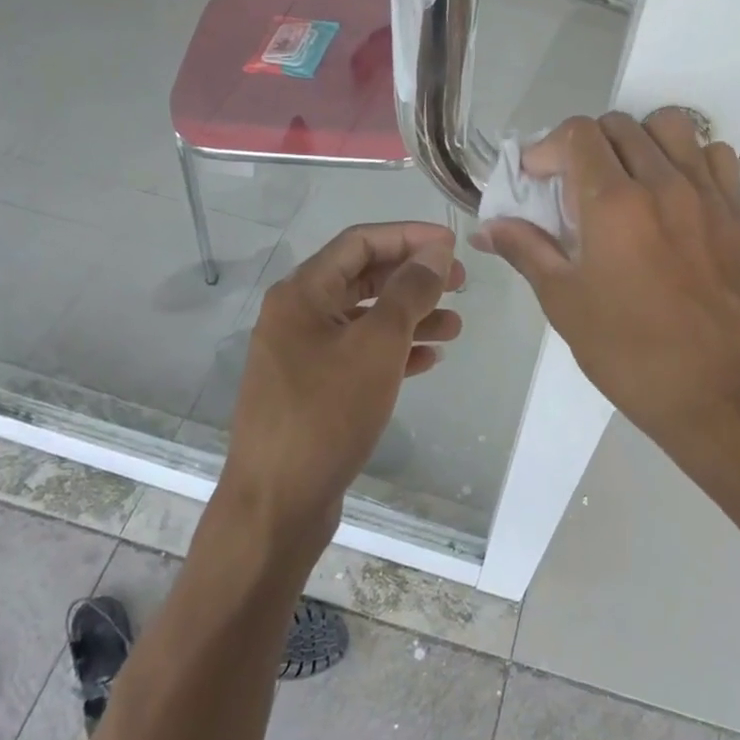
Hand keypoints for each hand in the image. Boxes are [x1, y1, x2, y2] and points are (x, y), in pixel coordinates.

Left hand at [222, 222, 463, 544]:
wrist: (277, 503)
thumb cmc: (326, 414)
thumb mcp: (377, 346)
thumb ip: (409, 292)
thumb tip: (436, 251)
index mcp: (302, 293)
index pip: (359, 242)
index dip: (409, 236)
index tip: (453, 245)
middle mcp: (297, 315)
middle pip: (363, 278)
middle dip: (413, 278)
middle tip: (461, 286)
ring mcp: (302, 354)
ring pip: (364, 318)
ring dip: (410, 317)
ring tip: (456, 327)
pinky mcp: (312, 389)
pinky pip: (358, 355)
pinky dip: (393, 351)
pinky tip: (429, 360)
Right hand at [473, 110, 739, 459]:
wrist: (710, 390)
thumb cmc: (625, 350)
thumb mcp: (562, 301)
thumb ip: (525, 250)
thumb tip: (487, 228)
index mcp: (613, 204)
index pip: (577, 134)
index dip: (549, 148)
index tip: (538, 180)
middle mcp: (661, 183)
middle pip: (619, 125)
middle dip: (586, 145)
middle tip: (575, 185)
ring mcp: (705, 194)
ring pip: (670, 127)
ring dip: (639, 140)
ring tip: (627, 177)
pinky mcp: (735, 212)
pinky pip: (715, 155)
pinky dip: (689, 158)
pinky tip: (674, 191)